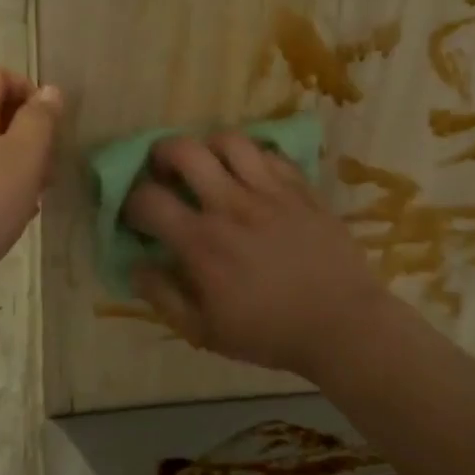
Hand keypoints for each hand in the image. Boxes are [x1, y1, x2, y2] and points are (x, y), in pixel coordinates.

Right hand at [122, 132, 392, 381]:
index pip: (148, 199)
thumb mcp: (205, 332)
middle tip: (164, 171)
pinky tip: (251, 176)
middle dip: (162, 154)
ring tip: (210, 165)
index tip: (136, 214)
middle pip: (184, 150)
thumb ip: (163, 297)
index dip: (131, 201)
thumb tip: (136, 266)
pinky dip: (252, 157)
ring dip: (209, 147)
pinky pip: (270, 154)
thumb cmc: (270, 333)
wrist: (343, 326)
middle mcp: (230, 205)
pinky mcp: (301, 189)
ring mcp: (270, 192)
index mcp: (202, 242)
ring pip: (229, 140)